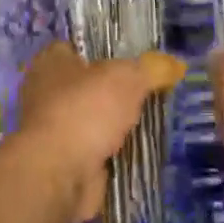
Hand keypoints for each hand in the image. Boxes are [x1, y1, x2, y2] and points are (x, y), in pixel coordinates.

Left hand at [17, 42, 184, 222]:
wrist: (59, 174)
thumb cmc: (85, 110)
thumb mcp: (127, 78)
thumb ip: (152, 69)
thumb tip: (177, 64)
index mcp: (51, 62)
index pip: (77, 48)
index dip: (105, 51)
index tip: (136, 59)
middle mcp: (47, 93)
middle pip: (89, 85)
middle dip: (117, 90)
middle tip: (152, 90)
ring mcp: (55, 129)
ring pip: (94, 119)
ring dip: (117, 123)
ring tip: (154, 118)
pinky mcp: (65, 160)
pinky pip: (96, 149)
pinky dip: (114, 151)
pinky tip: (141, 149)